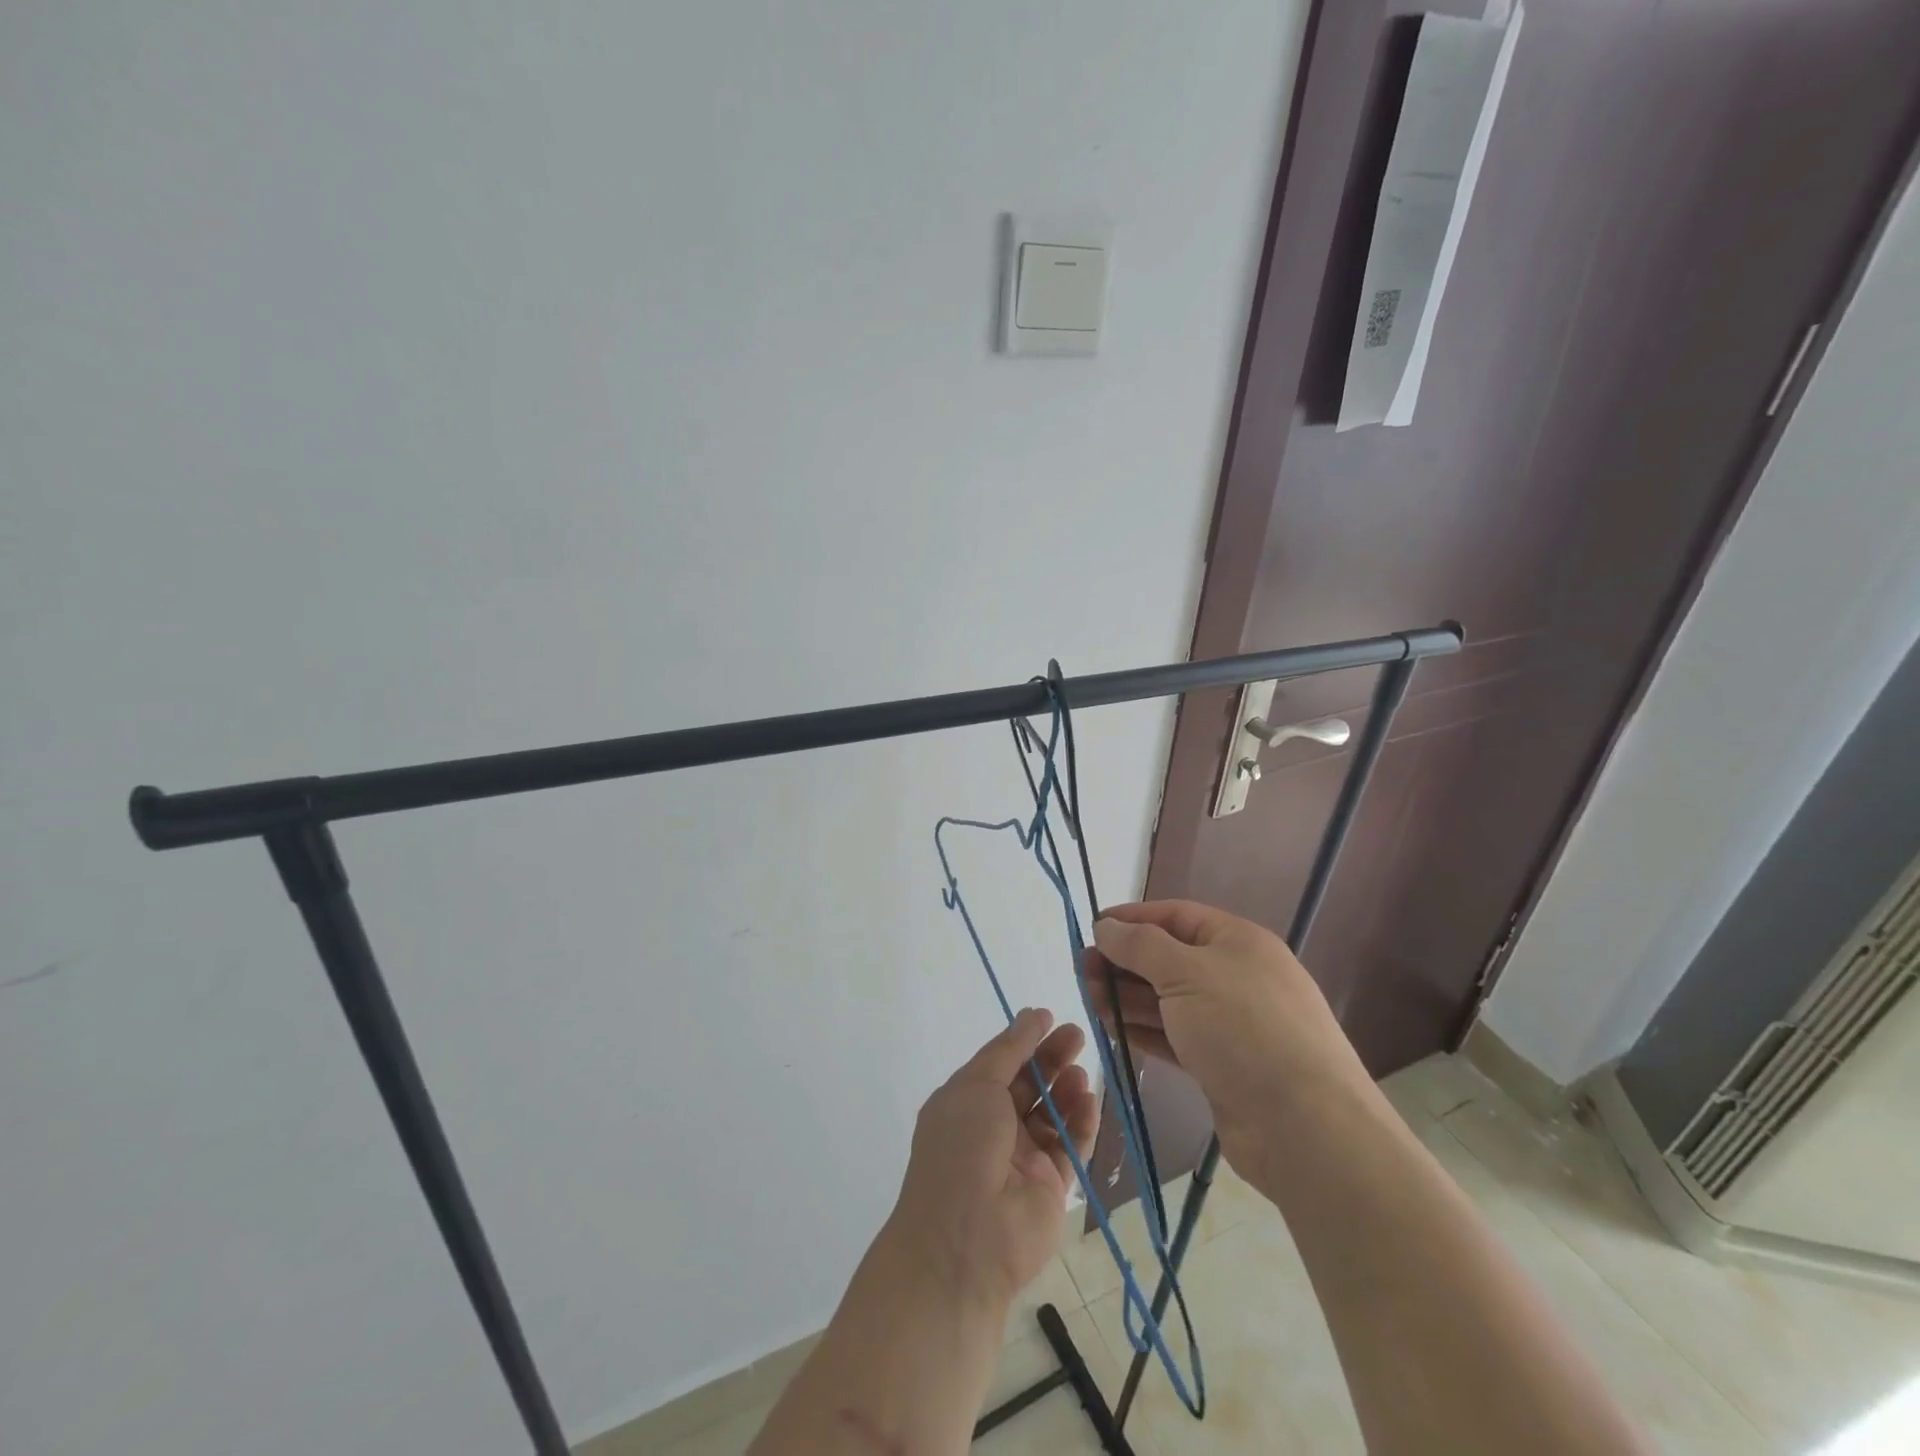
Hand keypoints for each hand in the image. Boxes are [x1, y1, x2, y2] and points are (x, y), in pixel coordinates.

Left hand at [885, 1008, 1097, 1311]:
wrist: (967, 1239)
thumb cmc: (962, 1148)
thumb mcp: (977, 1085)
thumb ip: (1009, 1050)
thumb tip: (1033, 1015)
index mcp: (966, 1103)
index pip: (999, 1063)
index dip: (1023, 1040)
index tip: (1049, 1017)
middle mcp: (992, 1128)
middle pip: (1029, 1085)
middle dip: (1052, 1059)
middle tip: (1077, 1035)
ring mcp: (1022, 1159)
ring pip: (1051, 1115)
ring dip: (1067, 1090)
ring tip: (1082, 1072)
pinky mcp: (1050, 1187)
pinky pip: (1070, 1147)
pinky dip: (1082, 1123)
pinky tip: (1091, 1101)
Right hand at [1085, 900, 1371, 1180]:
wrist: (1305, 1126)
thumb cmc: (1244, 1029)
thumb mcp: (1187, 973)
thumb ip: (1140, 945)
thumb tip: (1105, 926)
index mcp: (1237, 941)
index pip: (1175, 916)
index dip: (1132, 919)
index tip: (1091, 928)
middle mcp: (1236, 976)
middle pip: (1168, 958)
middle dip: (1124, 961)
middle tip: (1083, 971)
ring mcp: (1231, 1023)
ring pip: (1168, 999)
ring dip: (1127, 997)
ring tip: (1088, 999)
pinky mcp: (1222, 1064)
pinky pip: (1174, 1035)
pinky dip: (1143, 1030)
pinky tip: (1112, 1029)